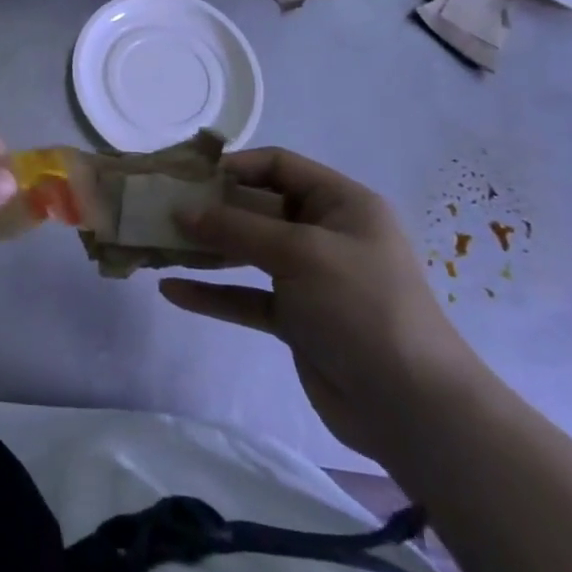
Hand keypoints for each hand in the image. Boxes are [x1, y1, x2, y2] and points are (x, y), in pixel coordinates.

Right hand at [160, 147, 489, 461]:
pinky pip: (247, 297)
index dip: (235, 166)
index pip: (280, 167)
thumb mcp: (300, 252)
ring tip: (160, 245)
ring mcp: (311, 279)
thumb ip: (237, 228)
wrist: (411, 405)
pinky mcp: (297, 320)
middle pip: (258, 209)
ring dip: (207, 250)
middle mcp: (326, 234)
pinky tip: (173, 292)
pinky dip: (214, 294)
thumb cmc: (361, 306)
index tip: (187, 176)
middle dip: (212, 210)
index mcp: (342, 204)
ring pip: (249, 253)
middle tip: (162, 210)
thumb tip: (182, 211)